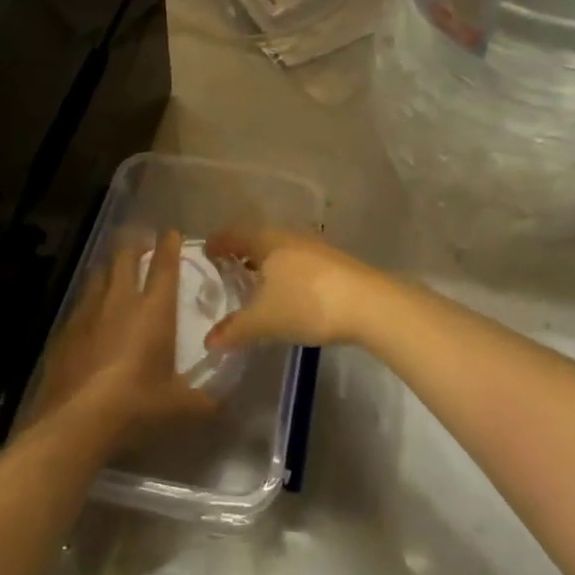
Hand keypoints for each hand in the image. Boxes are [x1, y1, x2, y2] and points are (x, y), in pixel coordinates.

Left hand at [31, 230, 218, 442]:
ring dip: (109, 267)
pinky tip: (90, 311)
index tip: (172, 233)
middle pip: (125, 257)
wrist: (77, 421)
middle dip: (135, 245)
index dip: (169, 245)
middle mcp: (121, 300)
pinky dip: (89, 298)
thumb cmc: (136, 404)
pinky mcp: (65, 330)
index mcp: (154, 310)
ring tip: (115, 269)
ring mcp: (88, 312)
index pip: (164, 266)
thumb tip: (221, 405)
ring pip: (99, 273)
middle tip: (143, 244)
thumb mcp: (177, 406)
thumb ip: (202, 401)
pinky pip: (80, 302)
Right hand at [202, 229, 385, 350]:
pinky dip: (285, 271)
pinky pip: (298, 260)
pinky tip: (288, 291)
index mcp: (267, 241)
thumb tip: (209, 340)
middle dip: (242, 252)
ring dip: (266, 262)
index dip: (219, 242)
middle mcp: (289, 236)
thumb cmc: (307, 303)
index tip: (207, 252)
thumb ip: (235, 329)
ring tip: (256, 282)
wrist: (368, 303)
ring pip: (281, 249)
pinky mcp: (334, 262)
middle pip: (258, 238)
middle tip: (227, 268)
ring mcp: (315, 246)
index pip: (235, 234)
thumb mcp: (265, 320)